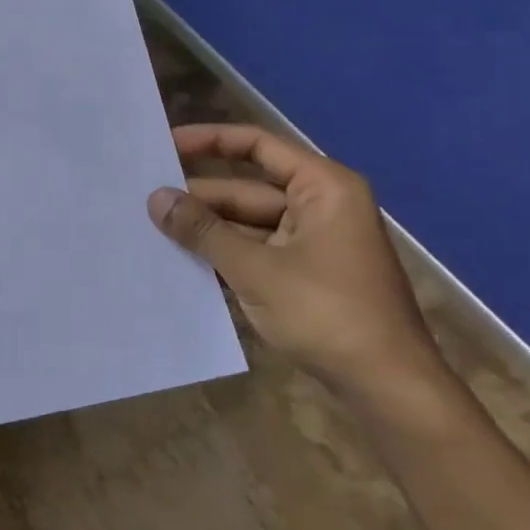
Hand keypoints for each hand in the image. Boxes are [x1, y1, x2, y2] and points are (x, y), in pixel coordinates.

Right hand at [148, 124, 450, 423]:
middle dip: (198, 198)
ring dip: (206, 231)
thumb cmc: (327, 313)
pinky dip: (222, 257)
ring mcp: (312, 244)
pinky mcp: (304, 277)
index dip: (209, 141)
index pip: (257, 147)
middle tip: (142, 200)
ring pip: (246, 225)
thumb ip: (203, 231)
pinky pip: (254, 254)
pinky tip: (180, 263)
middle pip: (246, 190)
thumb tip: (155, 198)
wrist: (387, 387)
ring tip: (150, 230)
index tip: (164, 146)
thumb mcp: (256, 269)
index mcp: (322, 188)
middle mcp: (319, 207)